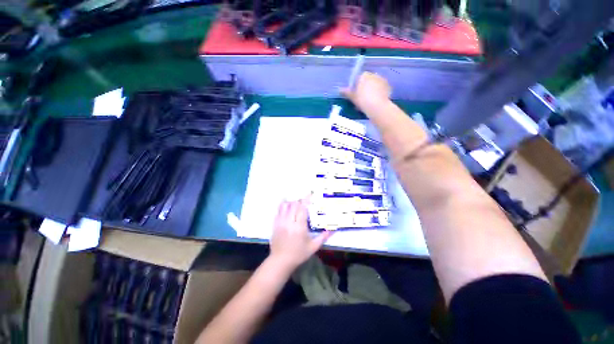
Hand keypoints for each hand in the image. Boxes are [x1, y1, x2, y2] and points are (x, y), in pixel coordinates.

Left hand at [269, 199, 331, 271]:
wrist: (280, 261)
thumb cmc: (298, 254)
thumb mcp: (313, 247)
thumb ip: (323, 237)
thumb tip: (333, 230)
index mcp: (299, 227)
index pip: (302, 208)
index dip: (306, 199)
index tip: (309, 193)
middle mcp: (289, 222)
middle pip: (294, 205)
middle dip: (299, 200)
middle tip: (304, 201)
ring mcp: (281, 222)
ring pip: (285, 206)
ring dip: (291, 202)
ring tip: (295, 204)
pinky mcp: (275, 224)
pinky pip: (278, 211)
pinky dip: (283, 206)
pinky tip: (287, 207)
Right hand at [341, 72, 391, 113]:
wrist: (377, 107)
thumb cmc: (362, 100)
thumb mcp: (352, 97)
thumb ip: (347, 92)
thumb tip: (340, 89)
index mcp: (364, 75)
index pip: (359, 78)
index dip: (357, 86)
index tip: (356, 94)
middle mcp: (374, 75)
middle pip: (368, 80)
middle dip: (365, 88)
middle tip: (362, 99)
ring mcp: (382, 80)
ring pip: (375, 85)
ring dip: (372, 90)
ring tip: (369, 102)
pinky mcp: (388, 87)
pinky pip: (381, 89)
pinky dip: (379, 94)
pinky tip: (376, 102)